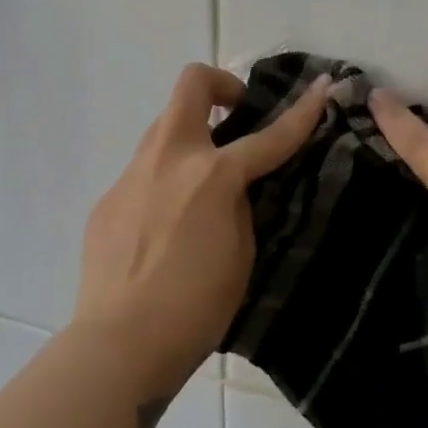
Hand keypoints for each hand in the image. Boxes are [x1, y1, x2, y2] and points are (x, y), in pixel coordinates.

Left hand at [73, 63, 330, 393]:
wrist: (122, 341)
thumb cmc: (197, 306)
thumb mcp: (241, 253)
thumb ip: (239, 207)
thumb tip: (229, 189)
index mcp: (213, 176)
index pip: (269, 137)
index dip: (302, 112)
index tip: (321, 88)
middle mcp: (168, 161)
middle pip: (190, 86)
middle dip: (220, 85)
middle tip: (235, 114)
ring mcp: (130, 177)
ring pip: (161, 130)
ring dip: (189, 139)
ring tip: (200, 184)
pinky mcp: (106, 201)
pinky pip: (141, 175)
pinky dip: (162, 184)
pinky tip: (164, 228)